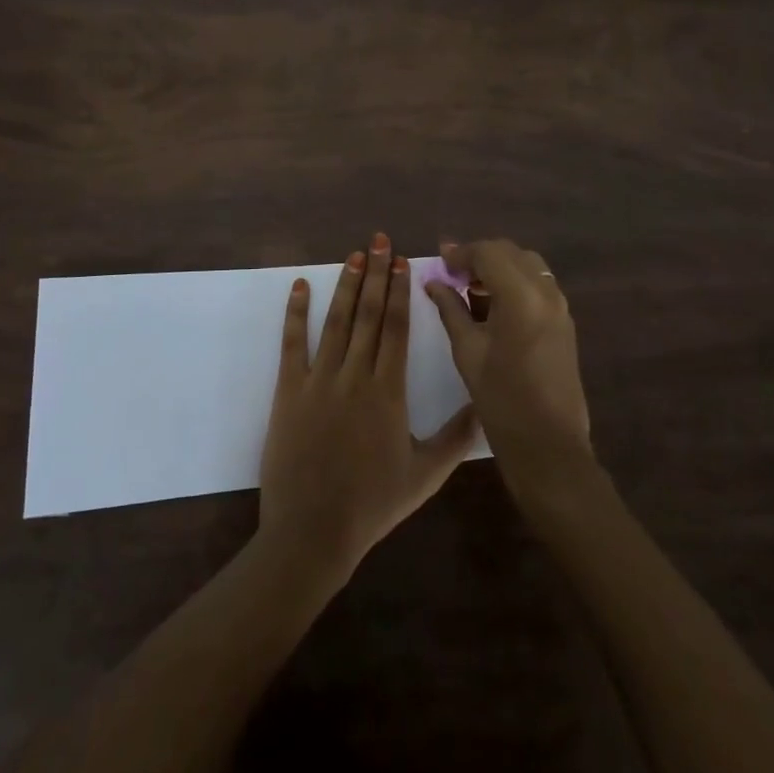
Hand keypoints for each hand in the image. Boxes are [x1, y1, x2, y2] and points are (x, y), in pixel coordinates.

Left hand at [259, 233, 479, 587]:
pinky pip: (292, 343)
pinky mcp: (288, 390)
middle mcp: (354, 375)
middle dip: (376, 274)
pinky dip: (295, 312)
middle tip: (379, 240)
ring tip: (353, 255)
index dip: (399, 291)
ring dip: (345, 285)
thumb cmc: (372, 504)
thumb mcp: (425, 476)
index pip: (395, 328)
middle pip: (368, 314)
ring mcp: (318, 380)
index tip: (402, 262)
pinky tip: (299, 285)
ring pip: (335, 321)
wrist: (313, 531)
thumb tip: (485, 407)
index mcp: (388, 391)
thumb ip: (456, 438)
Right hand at [424, 240, 594, 501]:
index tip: (439, 263)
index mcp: (521, 296)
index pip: (488, 252)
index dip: (460, 253)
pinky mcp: (565, 322)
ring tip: (471, 288)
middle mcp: (546, 292)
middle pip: (510, 253)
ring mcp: (560, 306)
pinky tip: (494, 306)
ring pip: (527, 265)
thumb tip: (433, 282)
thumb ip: (451, 309)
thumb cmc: (501, 400)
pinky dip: (515, 282)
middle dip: (480, 256)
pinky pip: (538, 285)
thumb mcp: (468, 351)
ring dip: (499, 267)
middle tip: (452, 274)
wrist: (549, 447)